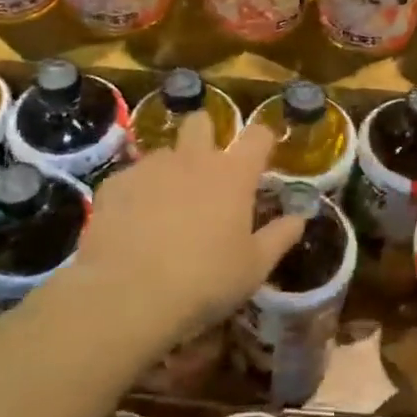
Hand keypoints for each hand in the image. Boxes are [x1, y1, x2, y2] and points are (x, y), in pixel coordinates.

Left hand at [64, 112, 305, 344]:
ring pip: (164, 152)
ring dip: (170, 169)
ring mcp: (150, 167)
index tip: (264, 152)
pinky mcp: (115, 183)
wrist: (127, 295)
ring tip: (164, 206)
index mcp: (233, 174)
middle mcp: (193, 158)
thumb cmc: (204, 281)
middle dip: (205, 134)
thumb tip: (301, 216)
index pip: (258, 135)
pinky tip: (131, 224)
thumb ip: (280, 236)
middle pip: (201, 121)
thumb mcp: (254, 268)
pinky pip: (130, 178)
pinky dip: (136, 194)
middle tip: (206, 168)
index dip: (263, 139)